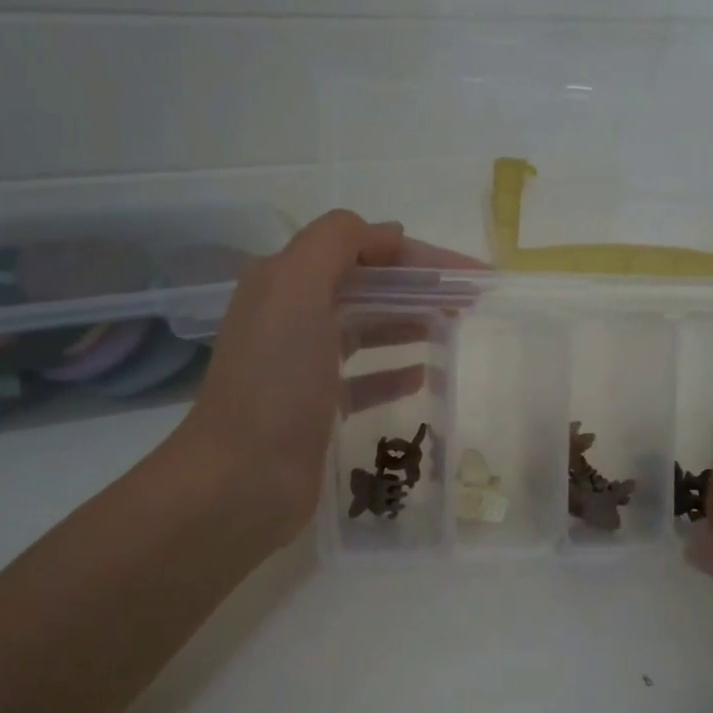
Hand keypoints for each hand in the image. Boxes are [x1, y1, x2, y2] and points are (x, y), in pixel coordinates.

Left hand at [175, 210, 480, 546]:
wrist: (242, 478)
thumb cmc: (275, 381)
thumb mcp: (296, 290)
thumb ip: (337, 243)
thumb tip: (388, 233)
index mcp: (284, 281)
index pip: (360, 249)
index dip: (415, 255)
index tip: (467, 272)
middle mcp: (291, 317)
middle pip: (367, 289)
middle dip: (419, 288)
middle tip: (470, 302)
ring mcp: (303, 365)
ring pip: (366, 331)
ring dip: (410, 323)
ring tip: (455, 329)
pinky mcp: (318, 409)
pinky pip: (364, 379)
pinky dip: (394, 372)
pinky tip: (425, 375)